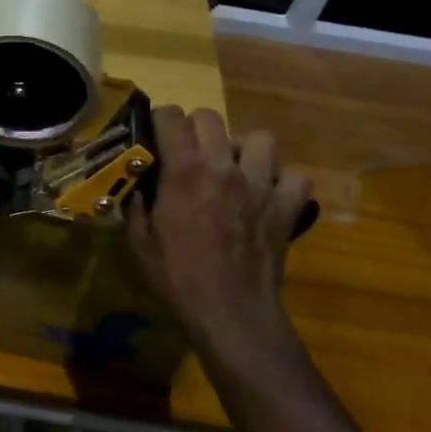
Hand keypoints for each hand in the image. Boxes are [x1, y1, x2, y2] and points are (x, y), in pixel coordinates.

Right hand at [127, 107, 311, 350]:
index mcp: (184, 171)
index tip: (153, 135)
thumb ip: (135, 205)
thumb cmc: (177, 278)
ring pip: (260, 138)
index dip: (158, 120)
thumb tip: (136, 185)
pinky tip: (267, 195)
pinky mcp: (287, 208)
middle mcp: (223, 167)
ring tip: (232, 168)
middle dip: (194, 128)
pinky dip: (283, 181)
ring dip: (242, 148)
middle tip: (187, 153)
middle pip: (211, 118)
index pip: (171, 117)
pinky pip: (295, 177)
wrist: (231, 314)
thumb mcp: (138, 242)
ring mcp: (261, 185)